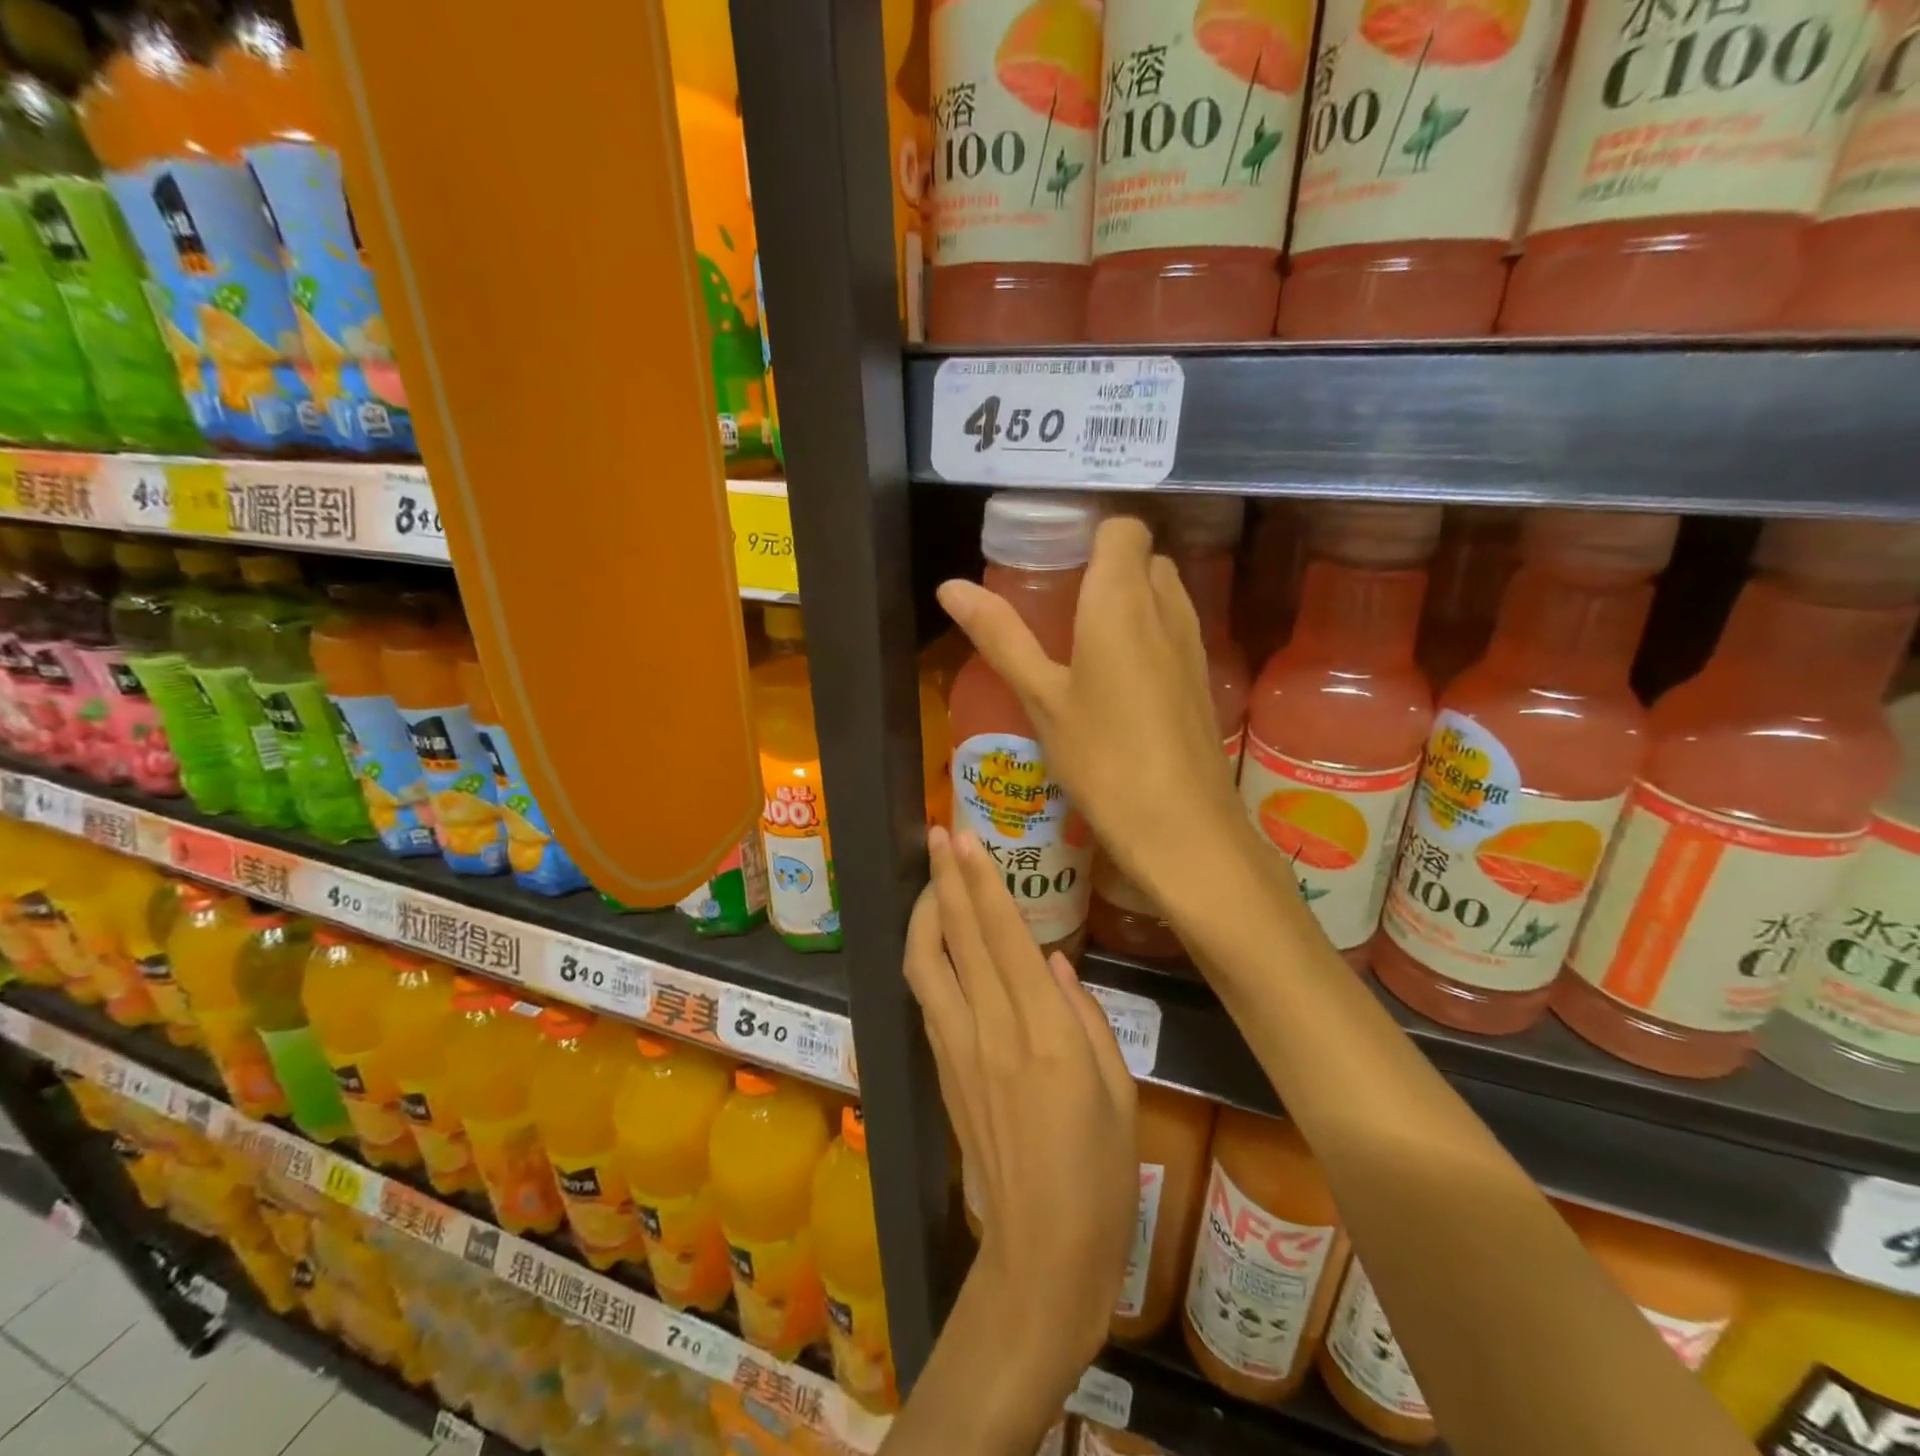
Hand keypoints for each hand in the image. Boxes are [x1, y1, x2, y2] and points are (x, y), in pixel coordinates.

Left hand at [904, 825, 1136, 1386]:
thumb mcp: (1119, 1089)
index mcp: (1044, 1033)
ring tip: (933, 879)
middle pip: (958, 937)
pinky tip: (937, 940)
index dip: (980, 881)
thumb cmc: (1100, 1174)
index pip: (1003, 936)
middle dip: (945, 879)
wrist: (1040, 1252)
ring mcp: (957, 1050)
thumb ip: (1085, 1015)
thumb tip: (1055, 961)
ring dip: (925, 914)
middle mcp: (992, 1030)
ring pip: (926, 964)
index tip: (964, 838)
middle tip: (939, 833)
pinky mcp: (942, 1070)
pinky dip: (928, 957)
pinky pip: (929, 999)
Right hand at [936, 513, 1251, 909]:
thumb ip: (1000, 636)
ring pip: (1162, 592)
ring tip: (1080, 637)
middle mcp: (1165, 607)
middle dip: (1104, 566)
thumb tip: (950, 586)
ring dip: (1127, 599)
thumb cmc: (1102, 756)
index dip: (1091, 531)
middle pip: (1142, 557)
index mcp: (1122, 598)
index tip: (1053, 557)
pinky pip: (1173, 629)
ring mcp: (1191, 642)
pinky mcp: (1202, 676)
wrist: (1181, 825)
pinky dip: (1146, 632)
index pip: (1123, 526)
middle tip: (1057, 599)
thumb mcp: (1040, 697)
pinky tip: (1114, 677)